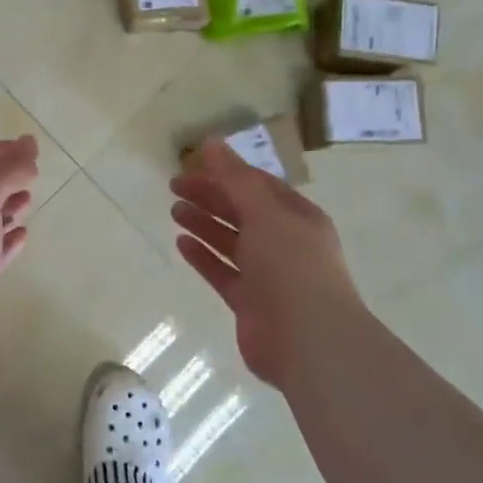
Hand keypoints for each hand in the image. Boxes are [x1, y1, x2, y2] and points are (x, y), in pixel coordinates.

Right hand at [171, 140, 368, 387]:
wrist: (309, 340)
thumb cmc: (291, 266)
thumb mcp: (265, 212)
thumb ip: (235, 178)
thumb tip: (210, 141)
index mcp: (297, 217)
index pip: (258, 186)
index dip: (226, 173)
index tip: (193, 165)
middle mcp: (285, 243)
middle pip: (242, 211)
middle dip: (210, 196)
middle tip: (174, 185)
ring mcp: (268, 275)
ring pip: (231, 241)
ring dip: (204, 223)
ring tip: (174, 210)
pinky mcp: (250, 302)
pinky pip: (223, 272)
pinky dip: (203, 256)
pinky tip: (181, 243)